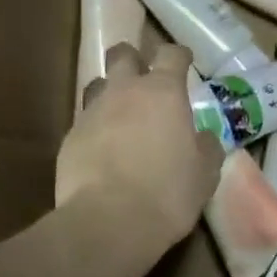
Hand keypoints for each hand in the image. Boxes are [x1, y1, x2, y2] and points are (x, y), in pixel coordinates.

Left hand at [57, 41, 225, 254]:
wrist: (108, 221)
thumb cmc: (168, 193)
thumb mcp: (204, 173)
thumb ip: (206, 147)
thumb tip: (204, 138)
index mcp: (163, 92)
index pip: (171, 54)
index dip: (179, 54)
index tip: (184, 61)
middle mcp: (125, 92)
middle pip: (122, 54)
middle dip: (133, 59)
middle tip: (143, 77)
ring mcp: (93, 112)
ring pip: (98, 85)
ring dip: (110, 93)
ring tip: (120, 115)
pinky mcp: (70, 137)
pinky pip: (84, 121)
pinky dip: (96, 129)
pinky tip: (103, 151)